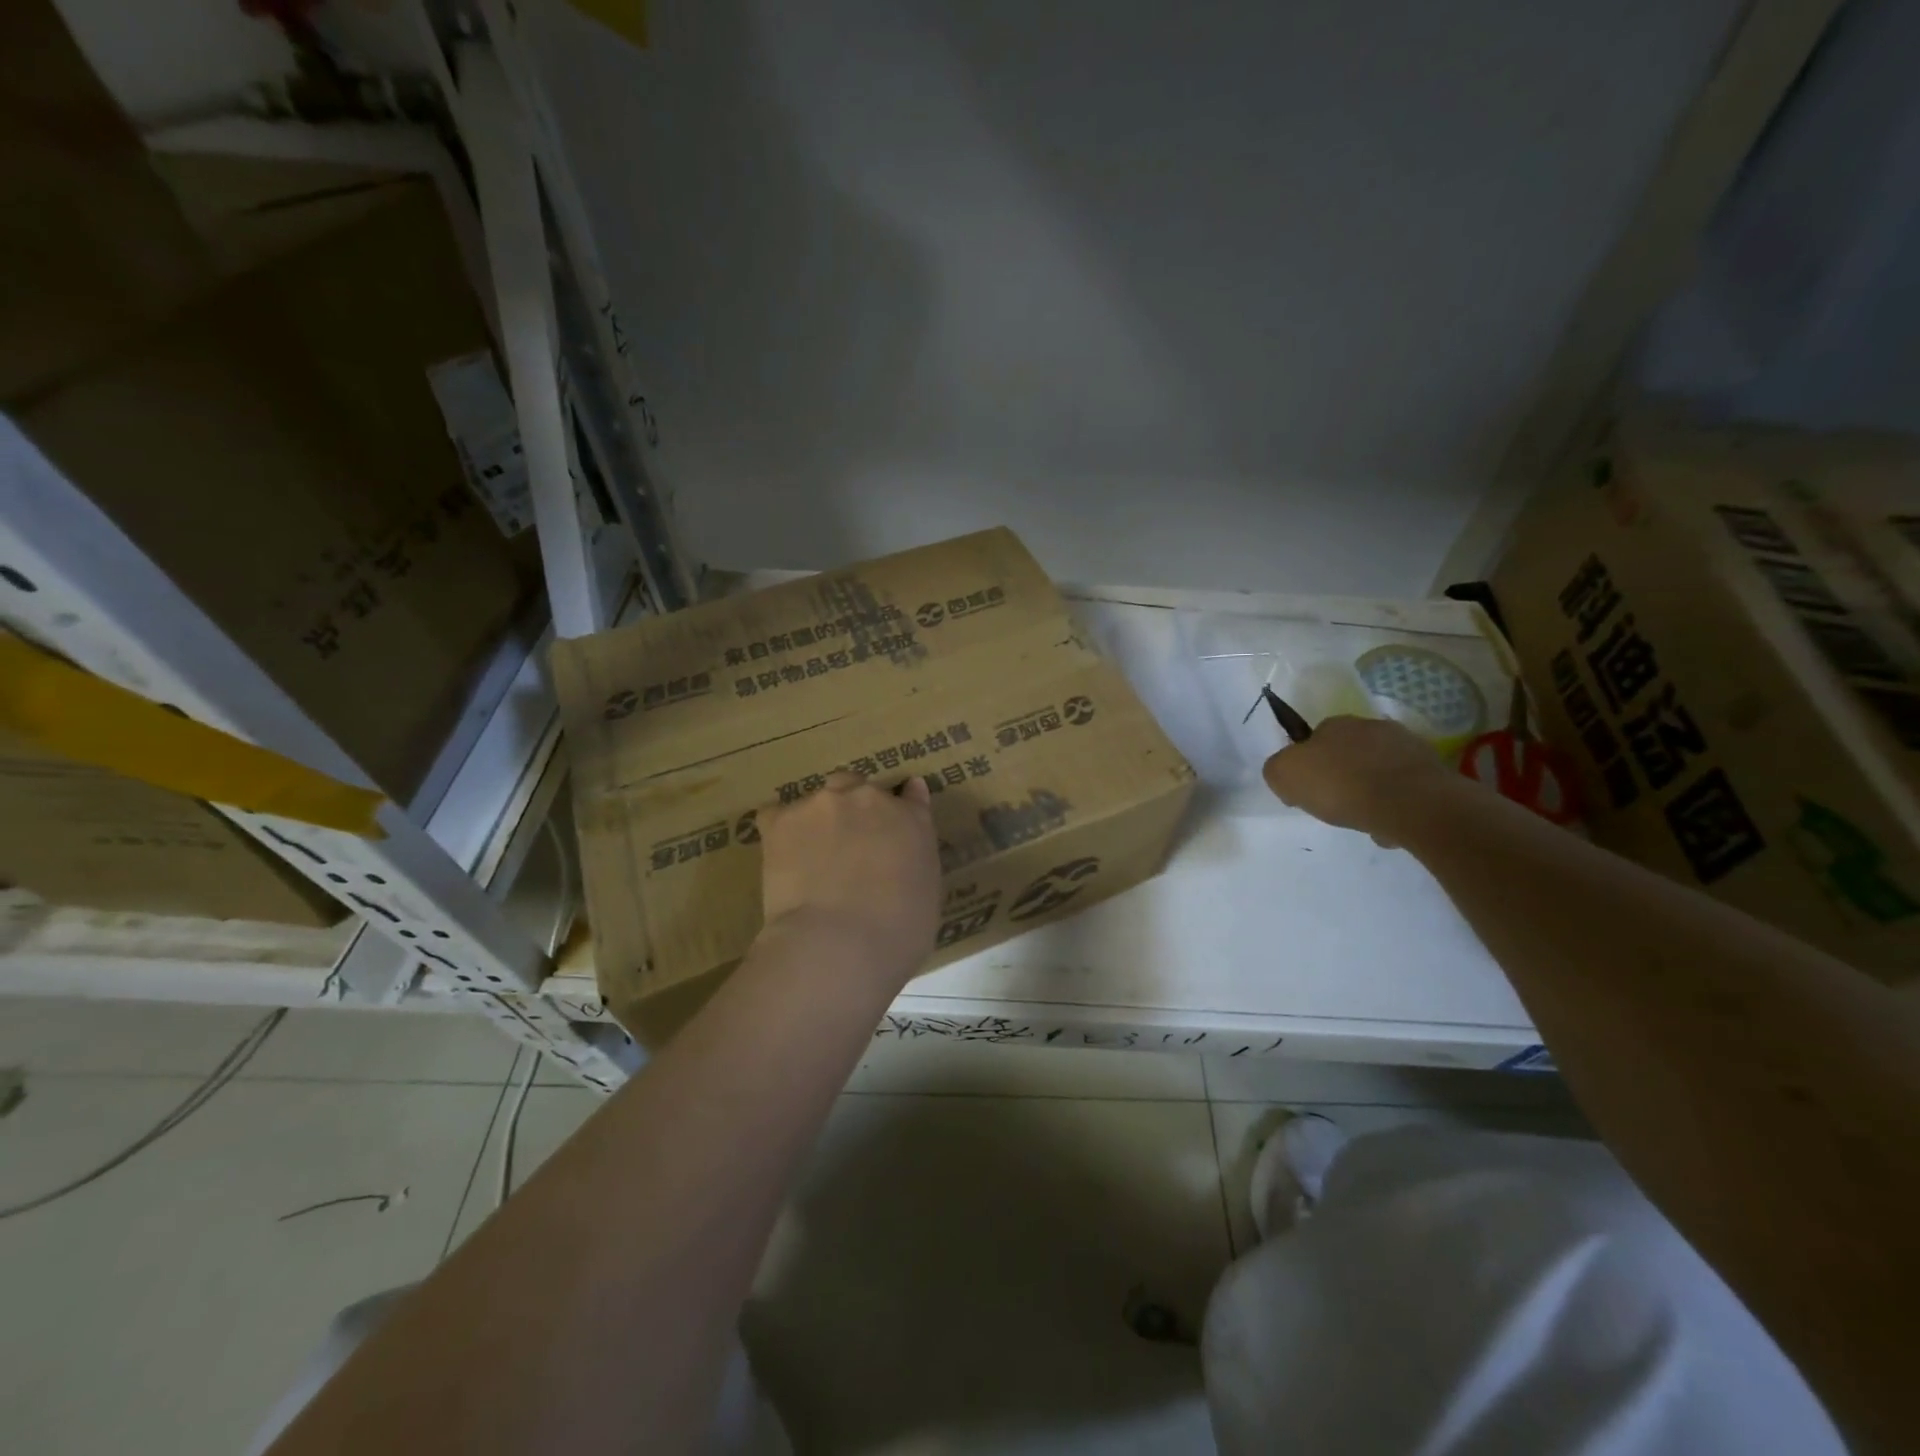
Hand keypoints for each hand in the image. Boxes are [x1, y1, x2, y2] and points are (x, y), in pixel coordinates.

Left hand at [757, 771, 940, 985]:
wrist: (840, 943)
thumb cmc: (898, 933)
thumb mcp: (927, 895)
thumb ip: (917, 859)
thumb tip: (905, 846)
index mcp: (911, 819)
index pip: (910, 796)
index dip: (901, 805)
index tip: (894, 819)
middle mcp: (868, 799)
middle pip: (858, 787)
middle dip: (854, 809)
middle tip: (849, 847)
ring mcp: (823, 805)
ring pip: (818, 799)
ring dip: (818, 820)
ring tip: (811, 859)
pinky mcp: (782, 821)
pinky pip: (775, 814)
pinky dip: (779, 830)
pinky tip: (781, 856)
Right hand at [1262, 715, 1461, 843]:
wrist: (1411, 803)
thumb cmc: (1340, 785)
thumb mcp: (1284, 775)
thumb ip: (1278, 769)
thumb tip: (1287, 774)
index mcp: (1335, 724)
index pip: (1315, 739)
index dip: (1309, 764)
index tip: (1308, 790)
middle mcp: (1372, 726)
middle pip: (1350, 753)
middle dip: (1343, 775)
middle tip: (1337, 804)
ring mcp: (1407, 746)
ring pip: (1380, 770)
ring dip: (1372, 790)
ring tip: (1367, 819)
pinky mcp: (1433, 771)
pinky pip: (1405, 789)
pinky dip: (1397, 805)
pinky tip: (1391, 824)